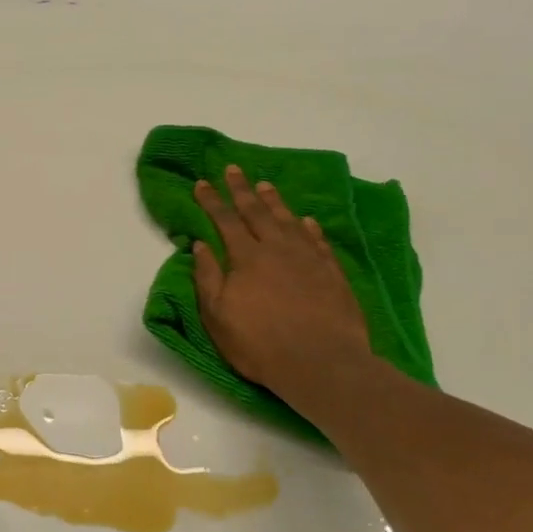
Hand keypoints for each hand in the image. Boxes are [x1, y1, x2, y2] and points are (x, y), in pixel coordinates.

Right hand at [192, 165, 374, 407]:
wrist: (321, 362)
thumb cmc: (260, 343)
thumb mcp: (218, 315)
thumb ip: (208, 277)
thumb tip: (200, 245)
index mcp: (246, 258)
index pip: (225, 220)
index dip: (212, 201)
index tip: (201, 183)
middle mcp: (277, 249)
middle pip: (257, 211)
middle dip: (242, 189)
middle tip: (233, 169)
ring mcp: (308, 259)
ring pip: (288, 220)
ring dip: (274, 201)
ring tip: (265, 185)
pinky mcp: (332, 273)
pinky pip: (318, 240)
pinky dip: (309, 227)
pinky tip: (306, 220)